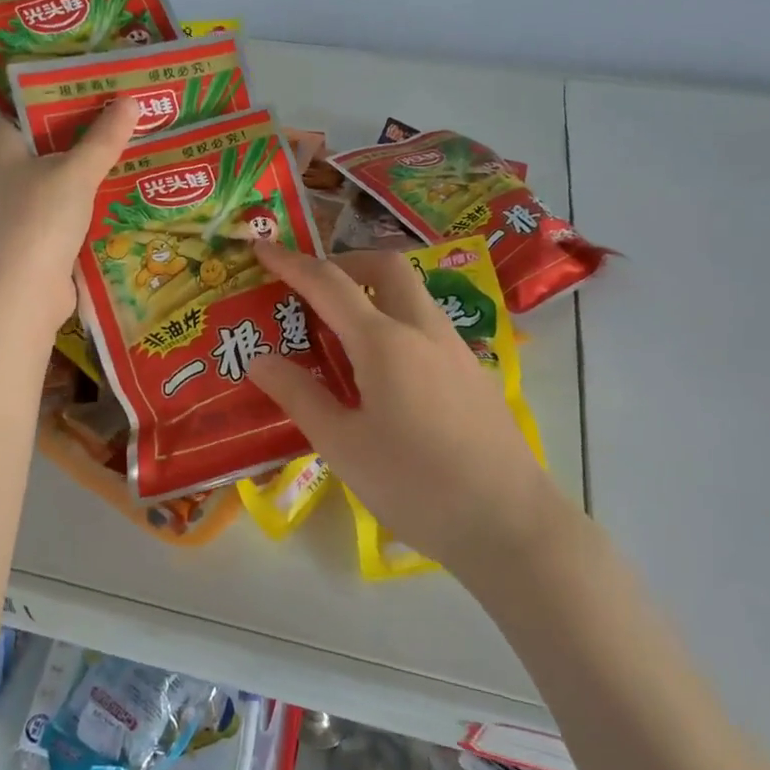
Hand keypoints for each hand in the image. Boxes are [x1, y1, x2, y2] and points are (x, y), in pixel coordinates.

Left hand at [0, 97, 137, 333]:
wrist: (20, 296)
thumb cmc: (38, 221)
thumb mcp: (76, 173)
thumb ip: (104, 137)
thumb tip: (131, 99)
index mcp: (0, 143)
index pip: (21, 99)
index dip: (55, 83)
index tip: (93, 73)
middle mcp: (3, 169)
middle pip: (45, 135)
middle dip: (84, 122)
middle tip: (124, 102)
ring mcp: (19, 203)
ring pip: (58, 170)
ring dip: (90, 159)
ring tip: (132, 136)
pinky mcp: (36, 231)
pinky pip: (66, 200)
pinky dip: (89, 192)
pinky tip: (122, 183)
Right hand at [245, 245, 565, 579]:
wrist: (509, 523)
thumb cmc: (415, 486)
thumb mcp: (342, 446)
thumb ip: (299, 395)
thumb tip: (260, 360)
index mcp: (385, 342)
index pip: (329, 283)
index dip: (291, 262)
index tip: (262, 246)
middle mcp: (424, 330)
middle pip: (385, 268)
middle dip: (345, 263)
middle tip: (314, 291)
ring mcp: (456, 349)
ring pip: (413, 294)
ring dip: (375, 293)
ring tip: (345, 334)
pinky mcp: (474, 373)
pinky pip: (429, 326)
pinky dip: (398, 323)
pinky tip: (387, 375)